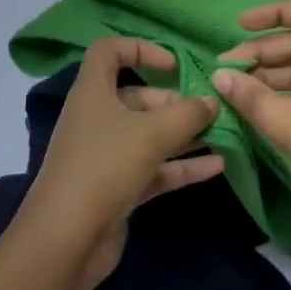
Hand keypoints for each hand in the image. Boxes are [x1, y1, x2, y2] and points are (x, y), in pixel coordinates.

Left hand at [21, 38, 222, 284]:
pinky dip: (181, 166)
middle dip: (176, 102)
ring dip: (184, 134)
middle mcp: (97, 118)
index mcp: (93, 92)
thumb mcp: (152, 133)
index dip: (141, 49)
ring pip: (149, 135)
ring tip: (223, 133)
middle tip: (211, 109)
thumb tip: (211, 101)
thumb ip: (188, 114)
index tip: (174, 65)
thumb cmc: (105, 167)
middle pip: (138, 97)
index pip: (109, 52)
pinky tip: (217, 166)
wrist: (66, 240)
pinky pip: (154, 168)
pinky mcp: (117, 188)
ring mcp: (106, 155)